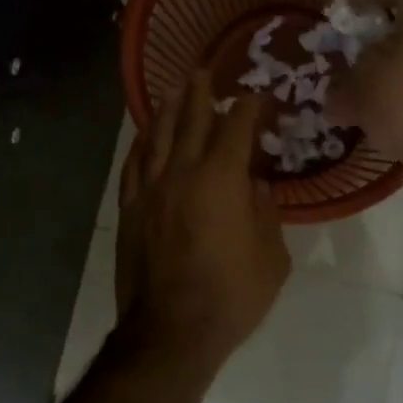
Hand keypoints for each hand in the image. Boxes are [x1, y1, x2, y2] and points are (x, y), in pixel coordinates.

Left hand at [113, 71, 290, 383]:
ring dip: (166, 110)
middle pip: (191, 120)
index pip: (236, 128)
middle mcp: (183, 172)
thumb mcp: (271, 257)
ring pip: (157, 137)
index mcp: (222, 179)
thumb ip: (265, 212)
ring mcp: (151, 190)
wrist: (172, 330)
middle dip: (200, 93)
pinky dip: (140, 145)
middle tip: (204, 71)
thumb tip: (255, 185)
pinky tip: (143, 137)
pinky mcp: (130, 210)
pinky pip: (133, 166)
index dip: (248, 107)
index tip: (256, 95)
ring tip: (173, 91)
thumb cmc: (232, 295)